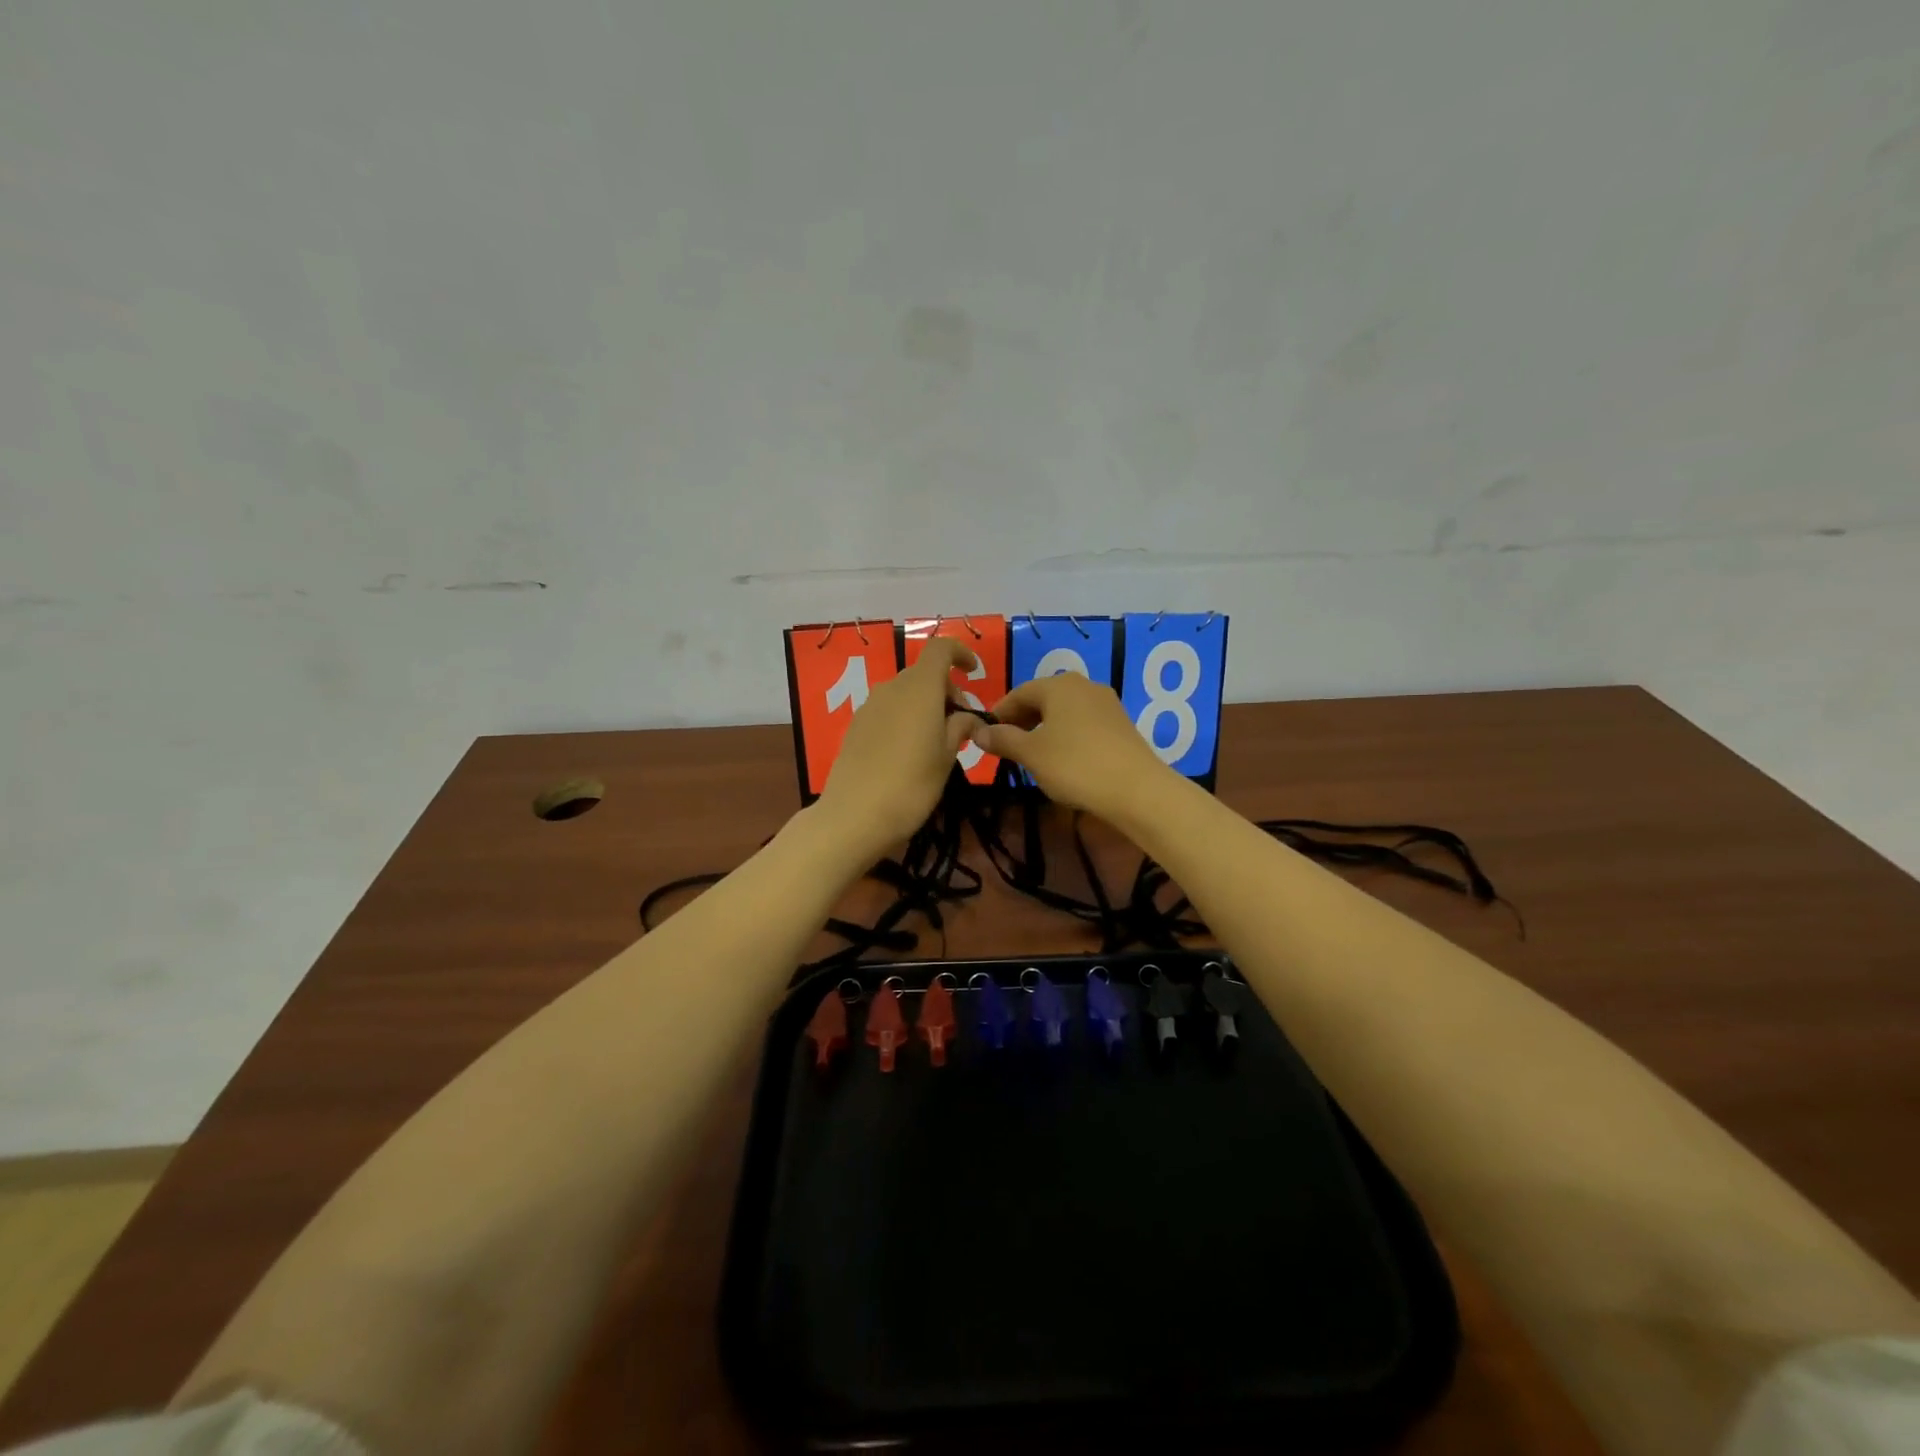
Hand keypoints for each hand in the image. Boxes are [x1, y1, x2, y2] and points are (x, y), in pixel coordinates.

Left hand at [815, 638, 986, 853]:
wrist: (854, 816)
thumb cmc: (911, 784)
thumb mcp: (947, 757)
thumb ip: (960, 728)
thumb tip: (968, 717)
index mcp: (920, 688)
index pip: (940, 649)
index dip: (959, 653)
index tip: (974, 672)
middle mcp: (892, 688)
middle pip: (922, 674)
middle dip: (946, 690)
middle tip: (962, 724)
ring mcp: (869, 707)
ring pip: (904, 693)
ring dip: (924, 706)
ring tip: (937, 741)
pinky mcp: (855, 727)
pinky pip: (887, 711)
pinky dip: (904, 718)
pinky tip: (909, 752)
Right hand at [975, 673, 1174, 819]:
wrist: (1136, 789)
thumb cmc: (1075, 765)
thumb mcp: (1031, 754)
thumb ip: (1002, 740)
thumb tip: (978, 732)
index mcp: (1058, 685)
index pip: (1018, 693)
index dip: (999, 713)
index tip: (985, 735)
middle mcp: (1084, 685)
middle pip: (1043, 699)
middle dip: (1021, 721)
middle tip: (1006, 747)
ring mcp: (1106, 703)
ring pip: (1064, 711)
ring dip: (1043, 729)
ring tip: (1032, 755)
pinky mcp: (1121, 724)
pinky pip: (1083, 723)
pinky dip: (1066, 735)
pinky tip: (1062, 759)